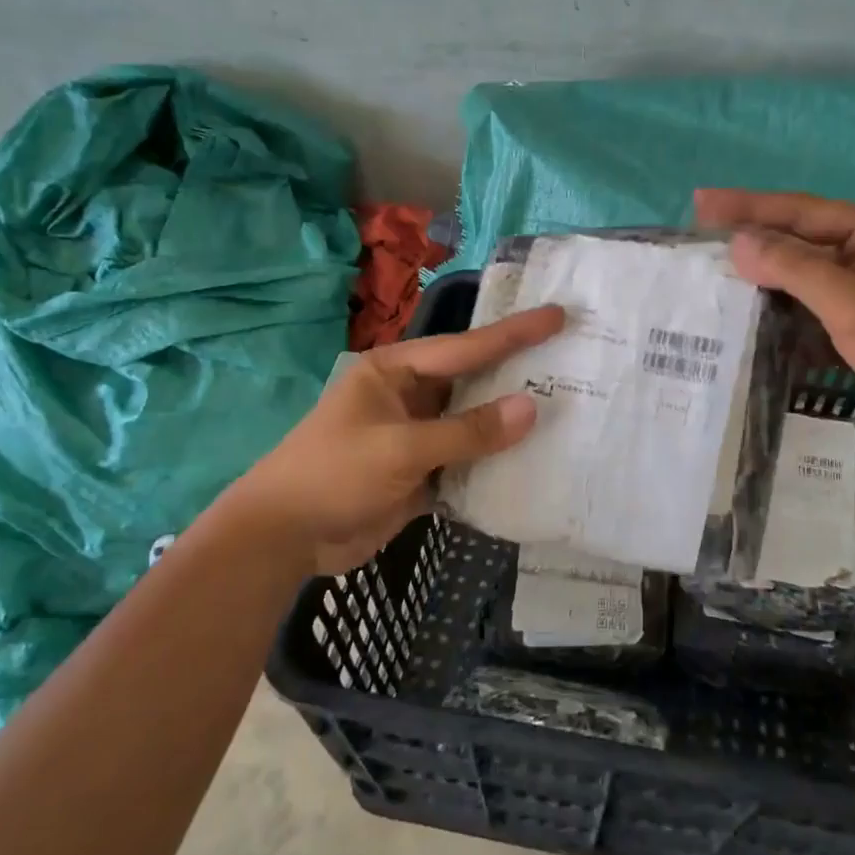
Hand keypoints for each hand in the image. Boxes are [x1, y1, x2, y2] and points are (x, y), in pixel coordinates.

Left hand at [206, 305, 565, 572]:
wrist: (282, 538)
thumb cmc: (333, 475)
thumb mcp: (401, 449)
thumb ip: (468, 431)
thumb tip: (531, 408)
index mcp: (396, 372)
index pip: (465, 348)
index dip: (515, 334)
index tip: (557, 316)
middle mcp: (409, 397)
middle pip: (473, 382)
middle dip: (518, 375)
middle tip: (571, 361)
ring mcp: (415, 436)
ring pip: (473, 425)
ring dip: (509, 425)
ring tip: (566, 412)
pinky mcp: (419, 474)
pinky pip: (466, 462)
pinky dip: (493, 465)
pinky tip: (532, 464)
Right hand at [694, 189, 854, 442]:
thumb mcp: (852, 302)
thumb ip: (795, 269)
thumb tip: (738, 243)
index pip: (797, 210)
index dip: (747, 206)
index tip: (700, 205)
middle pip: (796, 241)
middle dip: (750, 241)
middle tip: (700, 243)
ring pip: (799, 278)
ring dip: (762, 281)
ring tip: (715, 283)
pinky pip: (808, 311)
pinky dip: (780, 315)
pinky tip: (750, 324)